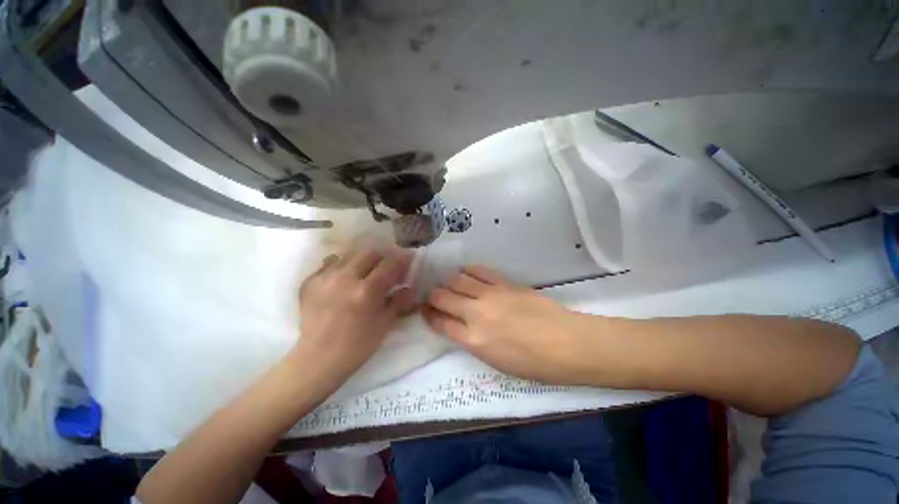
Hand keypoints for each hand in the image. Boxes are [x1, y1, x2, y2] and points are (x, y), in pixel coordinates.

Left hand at [294, 245, 414, 388]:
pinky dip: (343, 266)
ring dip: (363, 260)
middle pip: (370, 253)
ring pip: (350, 254)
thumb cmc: (358, 344)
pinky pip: (331, 263)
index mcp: (367, 290)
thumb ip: (400, 300)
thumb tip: (410, 286)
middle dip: (383, 258)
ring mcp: (324, 278)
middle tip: (387, 268)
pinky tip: (346, 279)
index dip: (402, 260)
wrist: (318, 359)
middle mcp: (345, 278)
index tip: (408, 260)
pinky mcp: (310, 281)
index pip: (389, 263)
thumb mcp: (385, 323)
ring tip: (366, 272)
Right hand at [424, 266, 591, 384]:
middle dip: (432, 296)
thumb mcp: (495, 361)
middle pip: (442, 297)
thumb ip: (472, 341)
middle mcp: (475, 313)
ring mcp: (490, 294)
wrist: (567, 343)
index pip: (440, 323)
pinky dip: (468, 271)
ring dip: (448, 282)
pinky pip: (479, 271)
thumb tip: (459, 326)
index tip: (424, 311)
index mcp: (473, 340)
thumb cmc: (533, 363)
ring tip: (449, 284)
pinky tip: (466, 272)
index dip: (428, 316)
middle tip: (432, 296)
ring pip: (457, 280)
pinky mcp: (504, 283)